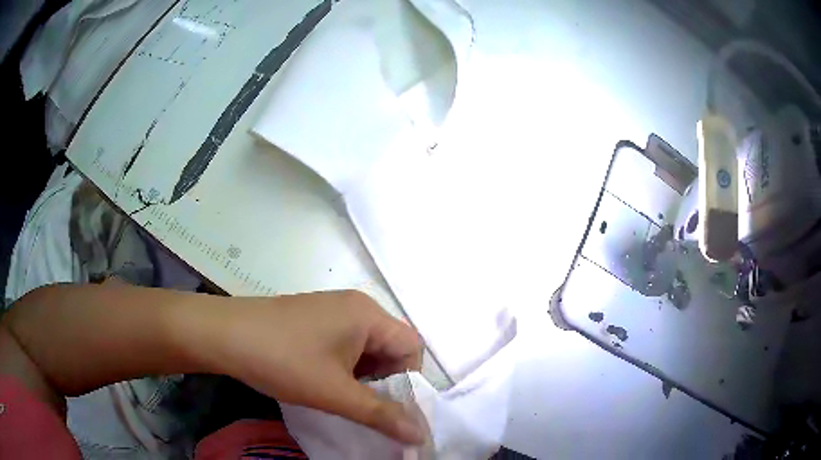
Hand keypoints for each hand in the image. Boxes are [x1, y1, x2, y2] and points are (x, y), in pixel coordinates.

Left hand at [194, 290, 425, 443]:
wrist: (224, 335)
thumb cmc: (283, 361)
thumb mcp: (334, 393)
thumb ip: (382, 415)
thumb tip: (421, 434)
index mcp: (368, 314)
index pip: (412, 347)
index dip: (408, 381)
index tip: (388, 407)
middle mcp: (356, 306)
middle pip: (391, 347)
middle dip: (385, 381)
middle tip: (362, 405)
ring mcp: (333, 310)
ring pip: (367, 349)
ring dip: (363, 377)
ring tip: (340, 396)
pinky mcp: (315, 318)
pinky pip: (346, 344)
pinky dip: (345, 367)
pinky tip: (324, 381)